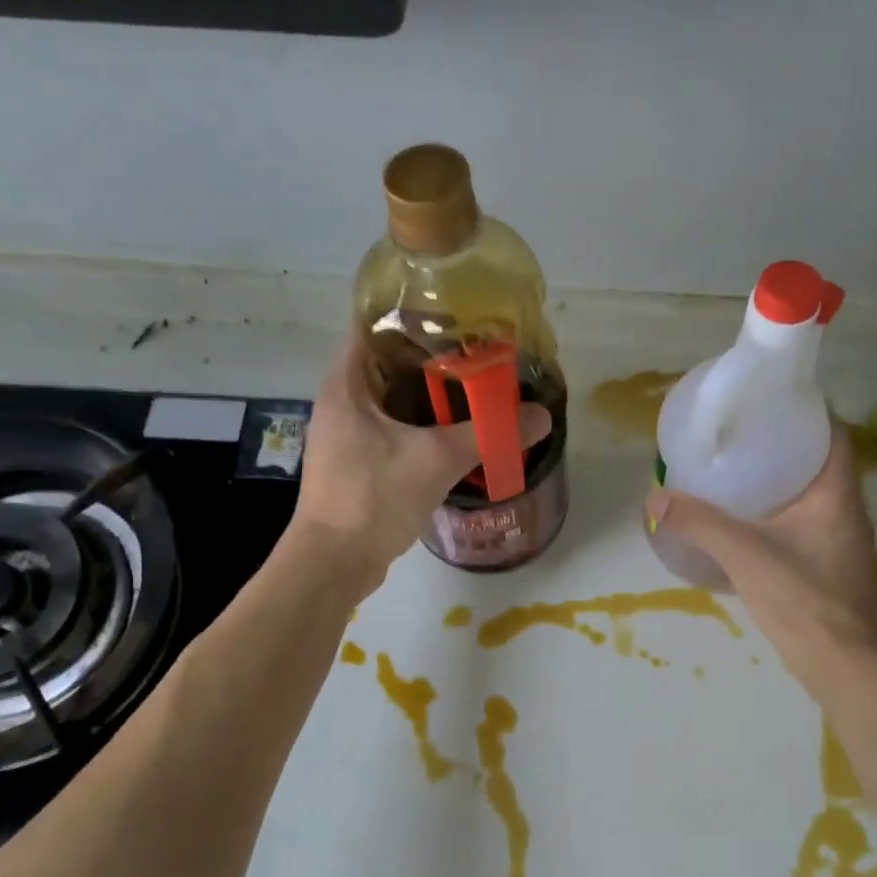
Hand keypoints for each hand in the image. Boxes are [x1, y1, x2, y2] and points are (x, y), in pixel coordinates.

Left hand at [291, 331, 551, 596]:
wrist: (334, 562)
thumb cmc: (374, 498)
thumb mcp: (436, 460)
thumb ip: (488, 434)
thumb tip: (541, 417)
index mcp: (346, 383)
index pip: (373, 323)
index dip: (413, 314)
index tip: (455, 317)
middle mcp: (341, 401)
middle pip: (386, 361)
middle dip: (431, 357)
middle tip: (477, 355)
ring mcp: (345, 434)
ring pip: (390, 399)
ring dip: (427, 395)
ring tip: (473, 391)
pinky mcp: (355, 463)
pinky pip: (390, 429)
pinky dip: (419, 426)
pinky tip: (452, 435)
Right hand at [645, 428, 876, 693]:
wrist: (840, 662)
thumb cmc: (800, 597)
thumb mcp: (743, 554)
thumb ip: (699, 523)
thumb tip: (655, 497)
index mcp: (837, 494)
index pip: (835, 435)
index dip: (809, 414)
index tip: (772, 406)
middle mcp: (850, 512)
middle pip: (824, 464)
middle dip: (789, 448)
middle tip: (746, 439)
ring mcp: (846, 543)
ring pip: (818, 497)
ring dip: (788, 483)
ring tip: (745, 476)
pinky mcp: (835, 568)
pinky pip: (812, 525)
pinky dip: (787, 515)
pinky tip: (755, 526)